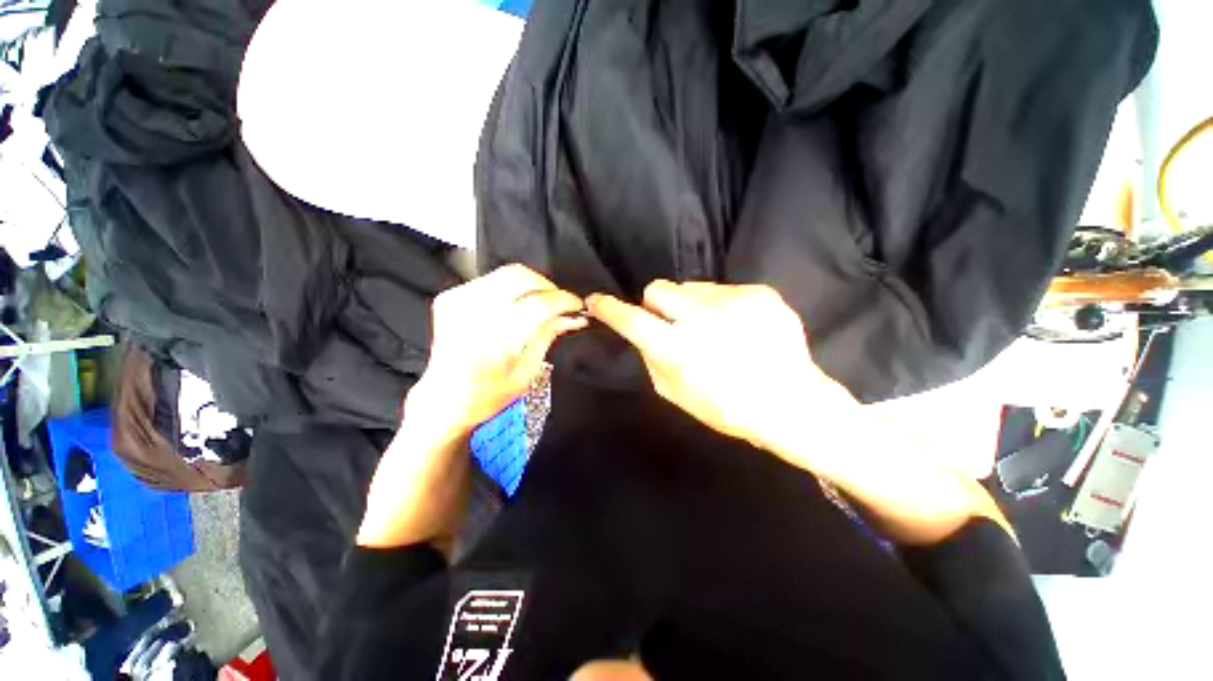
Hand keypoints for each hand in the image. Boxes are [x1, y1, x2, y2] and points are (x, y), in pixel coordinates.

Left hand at [410, 264, 586, 440]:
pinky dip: (511, 287)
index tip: (577, 305)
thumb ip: (549, 336)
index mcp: (493, 341)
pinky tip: (518, 304)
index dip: (563, 300)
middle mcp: (472, 315)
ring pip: (507, 273)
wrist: (443, 398)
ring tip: (541, 302)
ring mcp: (458, 302)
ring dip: (531, 285)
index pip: (538, 304)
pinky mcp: (450, 297)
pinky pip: (491, 279)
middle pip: (521, 277)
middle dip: (548, 286)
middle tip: (559, 301)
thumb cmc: (486, 395)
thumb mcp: (527, 372)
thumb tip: (573, 317)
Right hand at [586, 281, 856, 466]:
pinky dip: (722, 306)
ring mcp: (733, 301)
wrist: (790, 402)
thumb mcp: (675, 393)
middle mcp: (701, 318)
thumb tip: (643, 333)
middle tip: (673, 323)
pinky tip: (739, 329)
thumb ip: (651, 358)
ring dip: (693, 306)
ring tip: (715, 330)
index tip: (597, 301)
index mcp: (677, 349)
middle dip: (656, 303)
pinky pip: (723, 290)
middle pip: (658, 288)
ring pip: (692, 287)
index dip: (609, 309)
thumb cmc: (727, 407)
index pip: (631, 319)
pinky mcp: (759, 293)